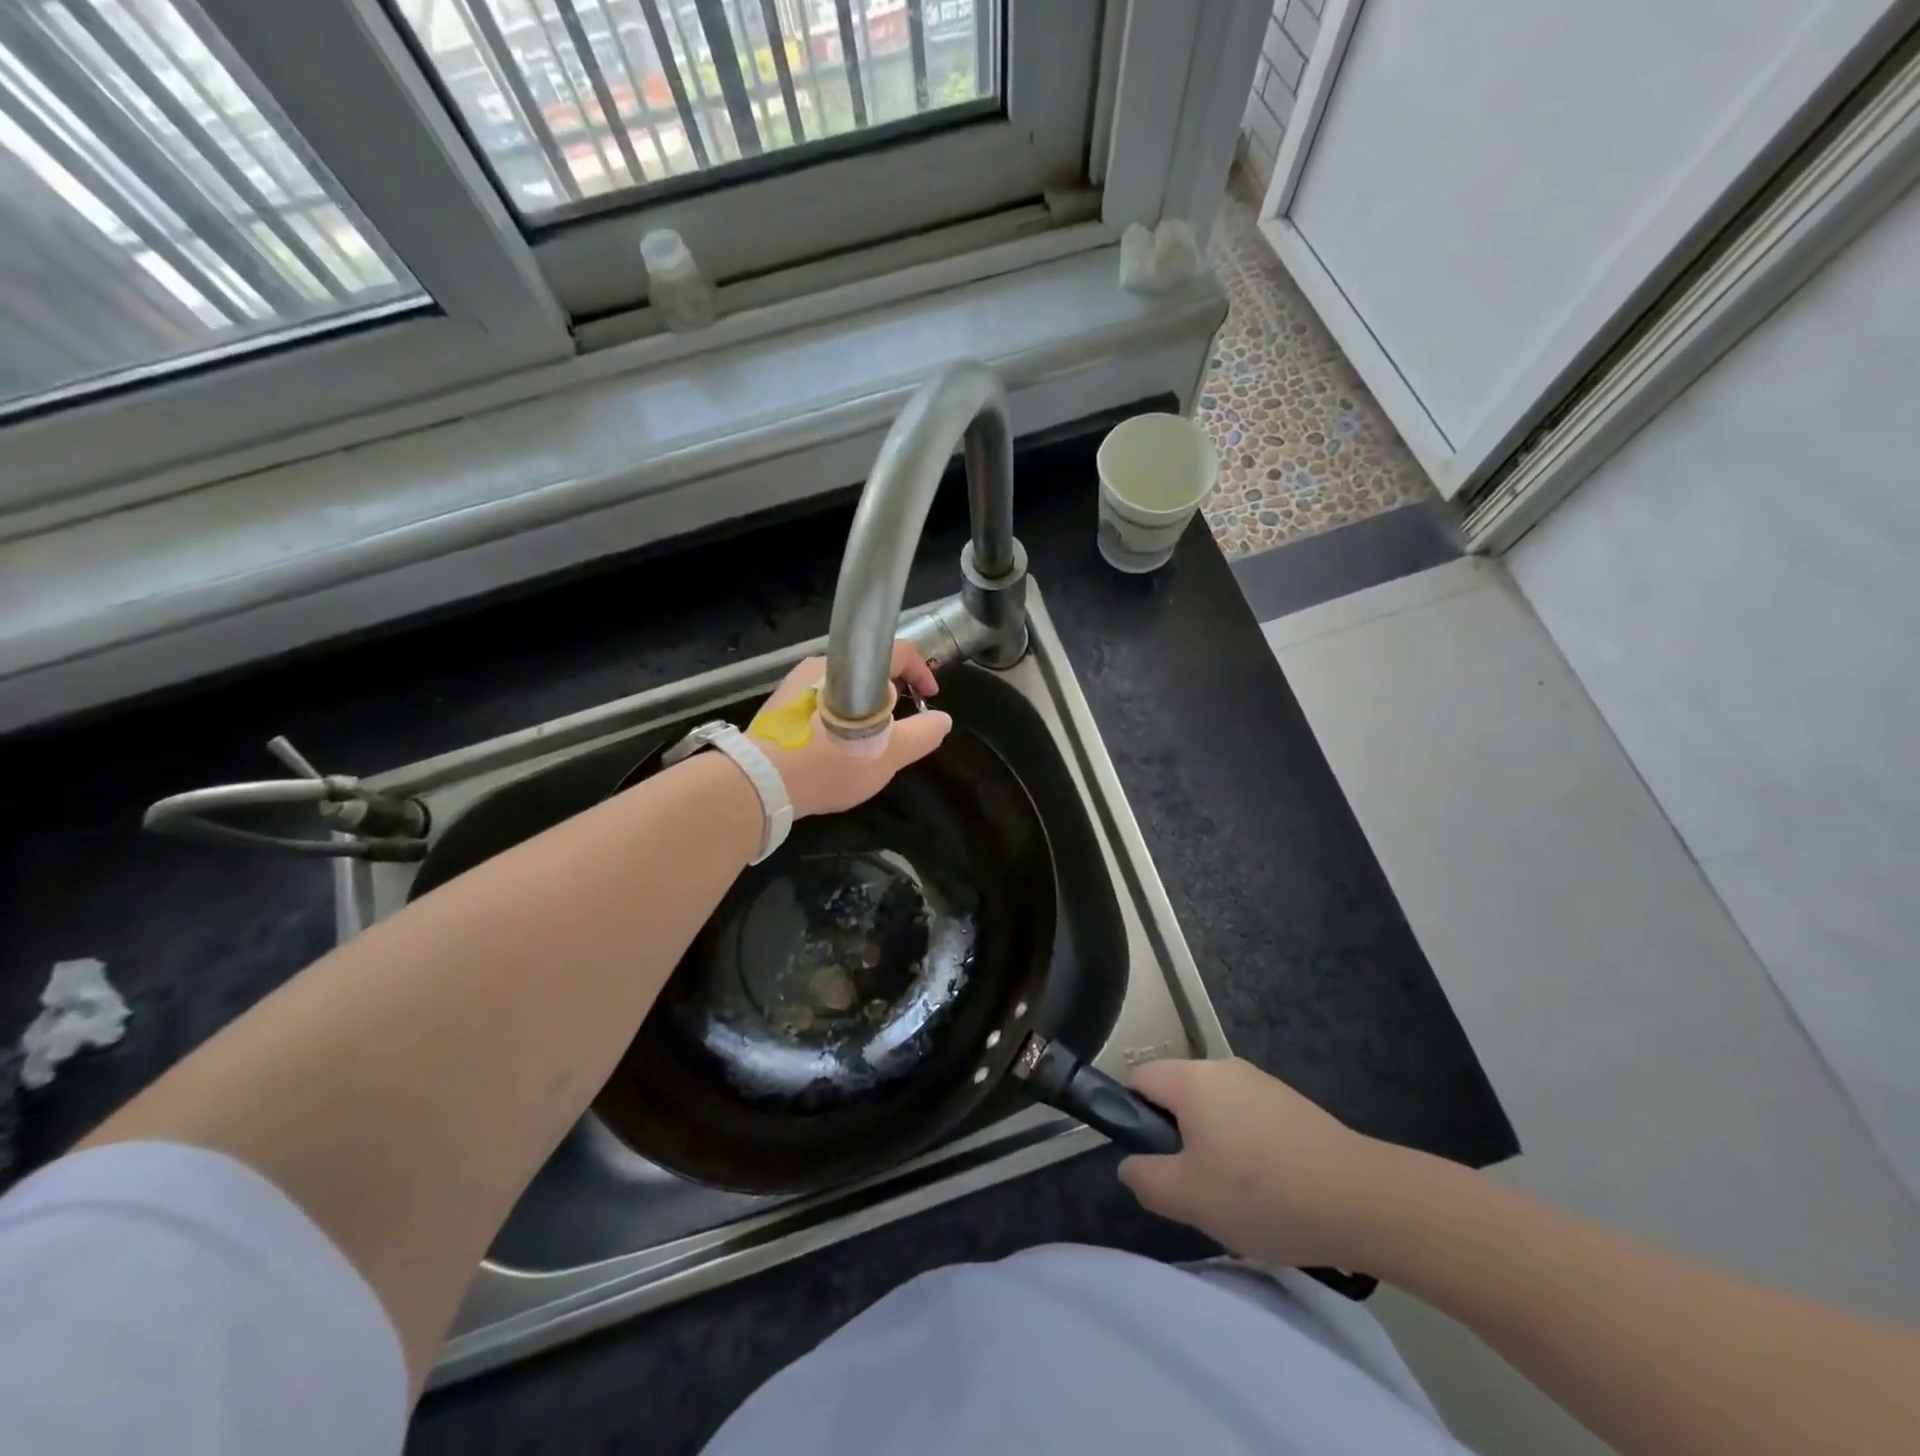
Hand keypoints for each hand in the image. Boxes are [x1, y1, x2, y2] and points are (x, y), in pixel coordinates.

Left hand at [746, 642, 952, 818]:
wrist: (759, 784)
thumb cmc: (830, 764)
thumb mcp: (888, 755)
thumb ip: (922, 735)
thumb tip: (943, 719)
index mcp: (852, 668)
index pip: (899, 650)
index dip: (922, 670)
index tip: (929, 697)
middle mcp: (822, 664)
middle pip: (869, 669)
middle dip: (892, 694)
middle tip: (900, 725)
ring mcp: (796, 683)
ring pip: (844, 686)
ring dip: (864, 707)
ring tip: (868, 740)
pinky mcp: (779, 705)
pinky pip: (820, 700)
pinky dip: (838, 716)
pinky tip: (835, 747)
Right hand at [1118, 1058, 1409, 1272]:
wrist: (1364, 1200)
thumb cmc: (1263, 1194)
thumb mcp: (1188, 1198)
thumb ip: (1145, 1179)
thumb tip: (1130, 1164)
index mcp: (1192, 1079)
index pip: (1138, 1079)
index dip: (1132, 1118)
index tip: (1151, 1161)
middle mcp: (1223, 1068)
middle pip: (1178, 1095)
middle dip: (1177, 1140)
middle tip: (1194, 1188)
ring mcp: (1262, 1083)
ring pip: (1214, 1110)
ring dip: (1213, 1147)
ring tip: (1237, 1199)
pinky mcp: (1292, 1104)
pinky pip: (1248, 1120)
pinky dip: (1247, 1150)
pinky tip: (1272, 1192)